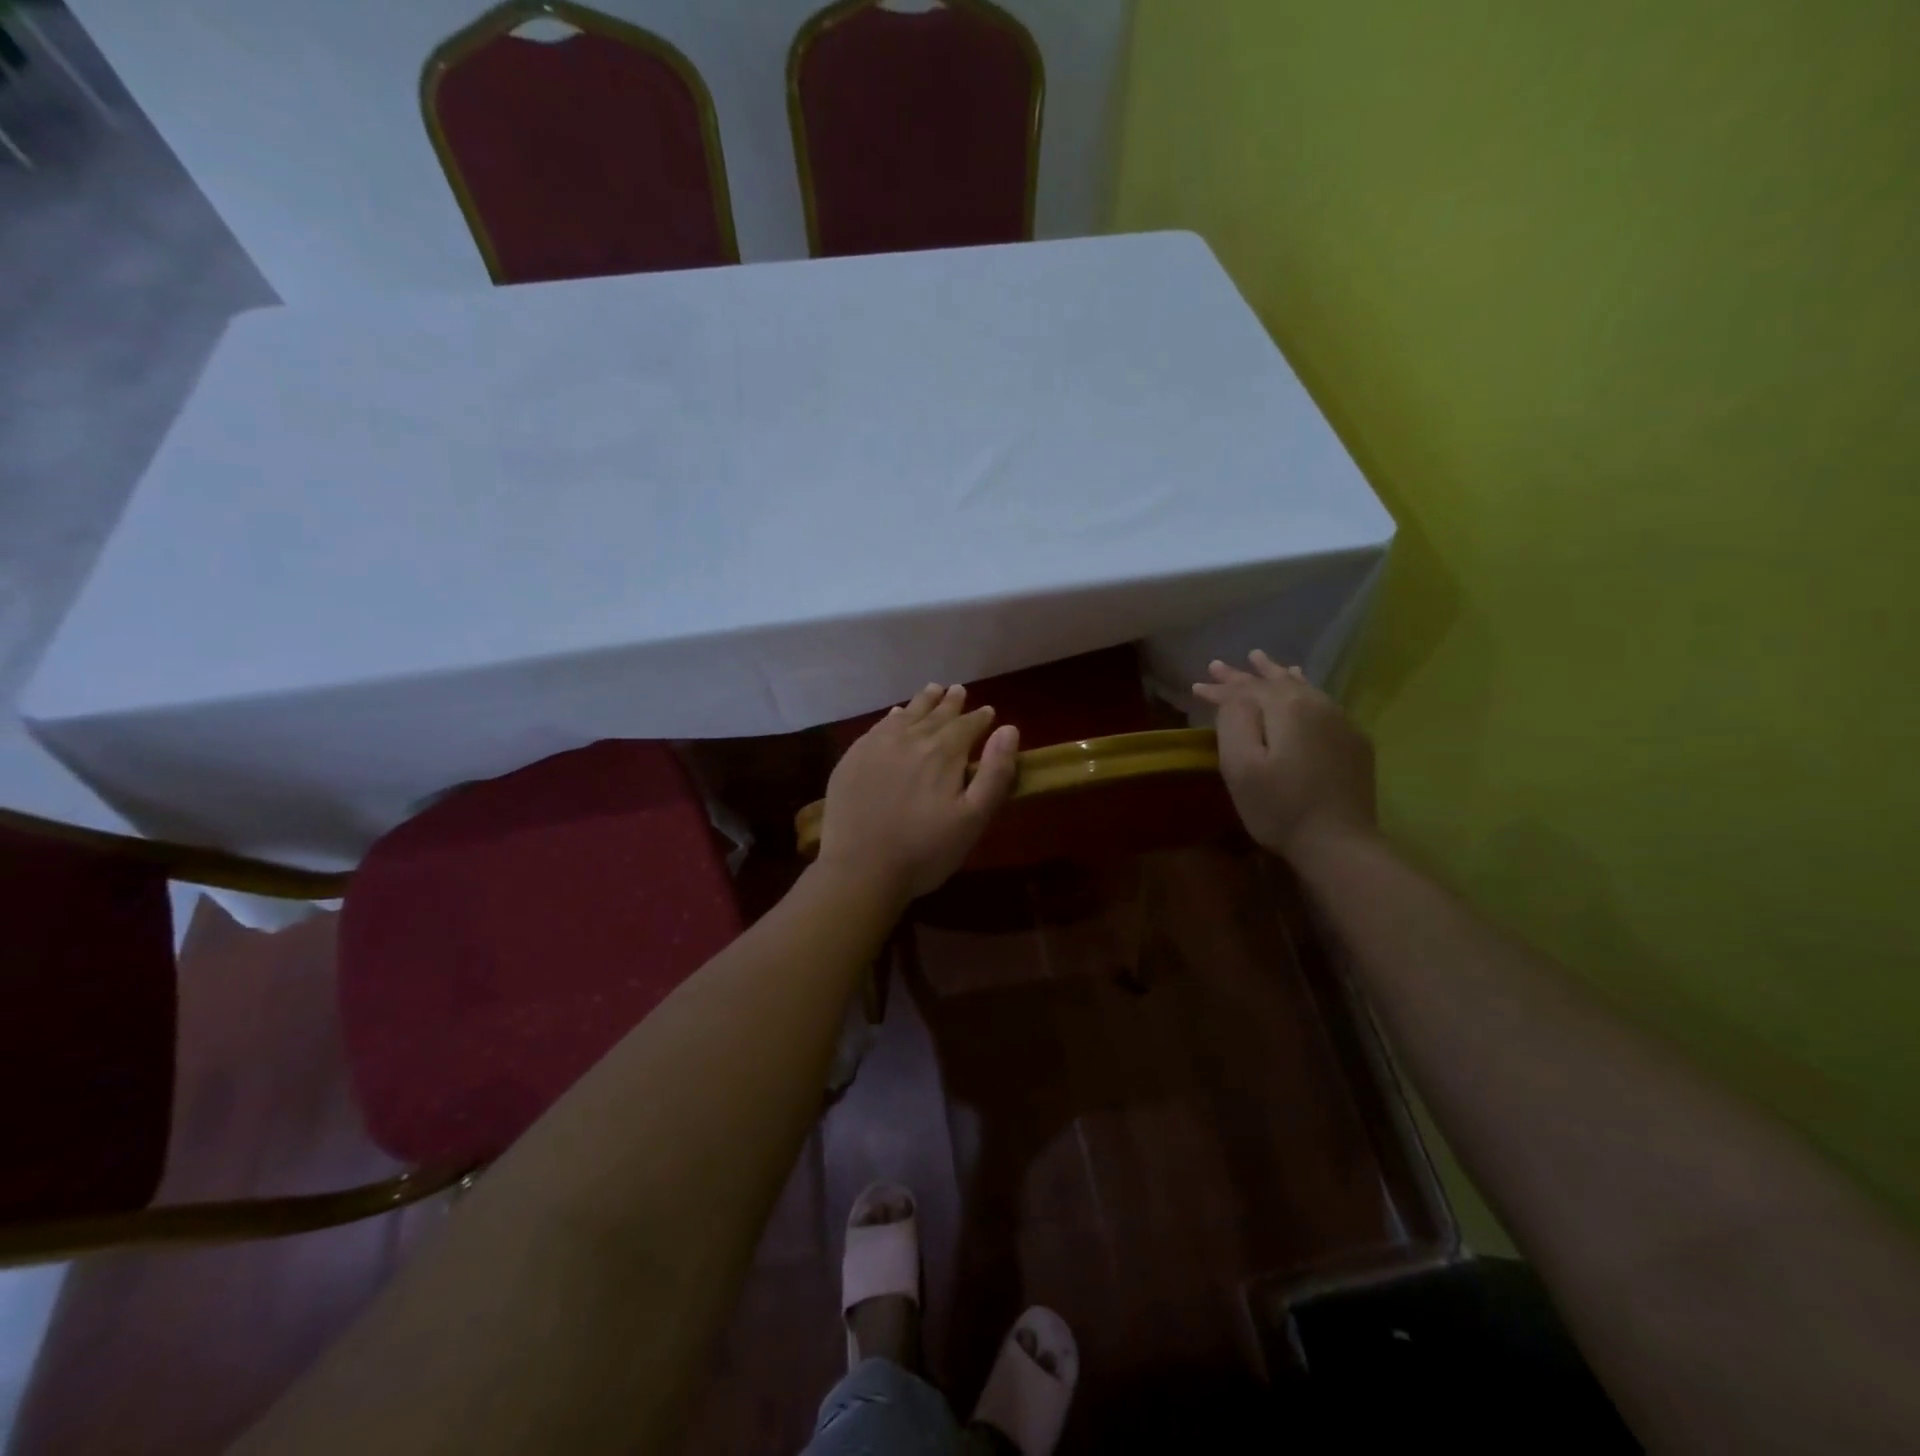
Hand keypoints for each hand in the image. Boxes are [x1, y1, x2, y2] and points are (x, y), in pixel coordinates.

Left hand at [815, 683, 1019, 903]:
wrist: (860, 869)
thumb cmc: (925, 850)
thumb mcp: (973, 819)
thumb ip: (995, 773)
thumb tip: (1009, 729)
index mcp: (944, 752)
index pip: (967, 725)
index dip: (980, 718)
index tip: (988, 712)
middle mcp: (910, 738)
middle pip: (936, 714)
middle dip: (951, 703)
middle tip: (959, 691)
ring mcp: (877, 746)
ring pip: (906, 714)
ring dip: (922, 702)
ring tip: (933, 690)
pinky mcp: (853, 758)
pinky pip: (878, 727)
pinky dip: (892, 717)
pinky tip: (895, 716)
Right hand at [1191, 650, 1377, 862]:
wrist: (1339, 843)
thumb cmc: (1279, 807)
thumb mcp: (1241, 766)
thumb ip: (1234, 721)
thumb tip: (1235, 698)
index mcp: (1288, 708)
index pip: (1247, 689)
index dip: (1221, 687)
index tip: (1196, 686)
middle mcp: (1318, 704)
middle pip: (1275, 682)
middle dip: (1245, 675)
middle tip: (1219, 665)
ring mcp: (1341, 722)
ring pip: (1302, 687)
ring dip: (1277, 674)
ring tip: (1261, 661)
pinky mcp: (1354, 741)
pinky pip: (1322, 702)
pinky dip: (1303, 690)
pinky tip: (1301, 688)